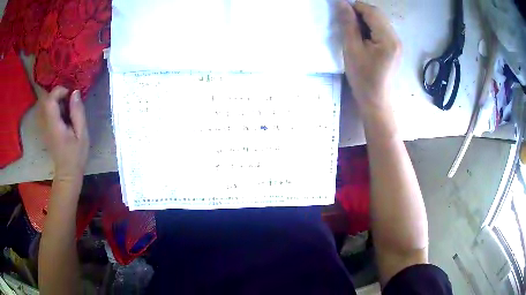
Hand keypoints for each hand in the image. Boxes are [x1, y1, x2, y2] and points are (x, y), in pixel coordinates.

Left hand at [37, 86, 88, 184]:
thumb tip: (75, 92)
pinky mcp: (45, 129)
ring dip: (55, 99)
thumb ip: (77, 112)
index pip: (50, 100)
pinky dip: (53, 106)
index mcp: (54, 125)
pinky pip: (46, 110)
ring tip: (66, 106)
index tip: (70, 94)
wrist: (67, 173)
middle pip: (45, 99)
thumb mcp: (82, 134)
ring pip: (45, 104)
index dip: (59, 91)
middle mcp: (45, 124)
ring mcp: (44, 127)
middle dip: (57, 93)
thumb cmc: (76, 155)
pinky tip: (62, 113)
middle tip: (68, 99)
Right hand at [337, 1, 401, 113]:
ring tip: (354, 33)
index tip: (341, 14)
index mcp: (388, 39)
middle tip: (347, 24)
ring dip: (365, 21)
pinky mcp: (395, 48)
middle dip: (360, 14)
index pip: (372, 11)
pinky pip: (382, 30)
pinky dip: (371, 29)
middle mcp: (396, 38)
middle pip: (378, 15)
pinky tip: (363, 38)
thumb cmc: (363, 78)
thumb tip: (342, 3)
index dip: (355, 7)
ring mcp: (397, 43)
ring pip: (380, 21)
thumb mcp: (352, 49)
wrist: (376, 101)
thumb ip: (348, 24)